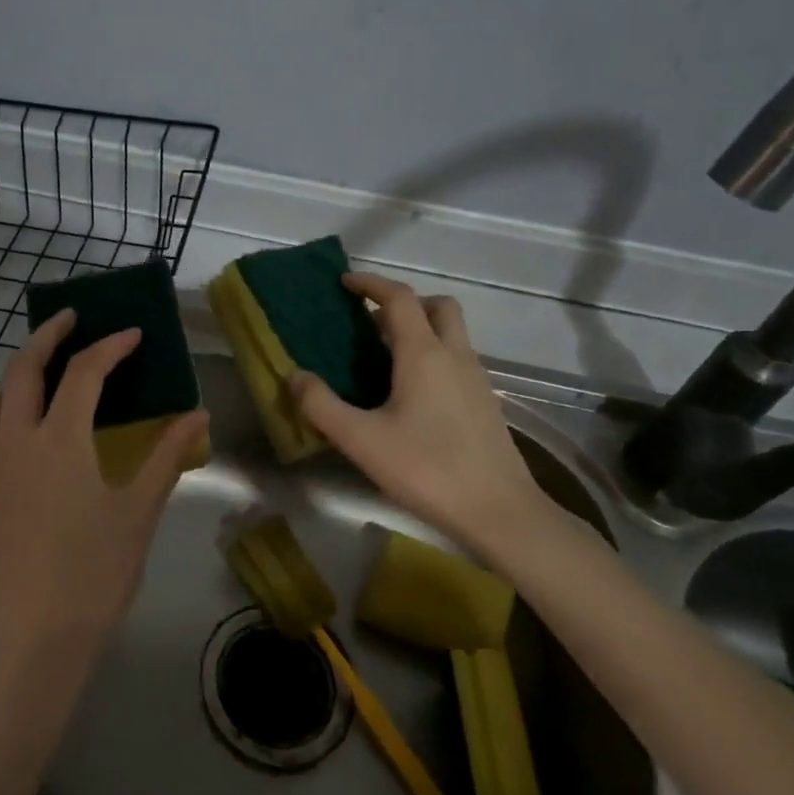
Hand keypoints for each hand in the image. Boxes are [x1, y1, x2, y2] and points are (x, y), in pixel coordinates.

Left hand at [0, 310, 209, 694]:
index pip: (83, 372)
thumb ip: (166, 457)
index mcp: (59, 440)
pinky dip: (4, 415)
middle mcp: (15, 442)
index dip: (110, 347)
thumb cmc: (93, 577)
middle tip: (69, 318)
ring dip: (15, 375)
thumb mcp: (138, 513)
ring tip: (41, 374)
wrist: (28, 645)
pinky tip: (27, 440)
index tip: (132, 333)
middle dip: (46, 336)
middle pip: (22, 369)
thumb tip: (198, 416)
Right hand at [290, 272, 559, 561]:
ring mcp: (476, 378)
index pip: (399, 298)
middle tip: (372, 323)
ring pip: (451, 333)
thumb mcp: (362, 440)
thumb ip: (321, 406)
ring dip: (421, 329)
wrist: (498, 511)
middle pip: (437, 306)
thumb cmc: (426, 469)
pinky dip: (433, 356)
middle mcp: (455, 355)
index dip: (371, 284)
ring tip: (385, 358)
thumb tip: (295, 376)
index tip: (345, 283)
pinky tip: (412, 393)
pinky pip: (457, 359)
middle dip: (404, 303)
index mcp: (423, 354)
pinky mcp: (485, 402)